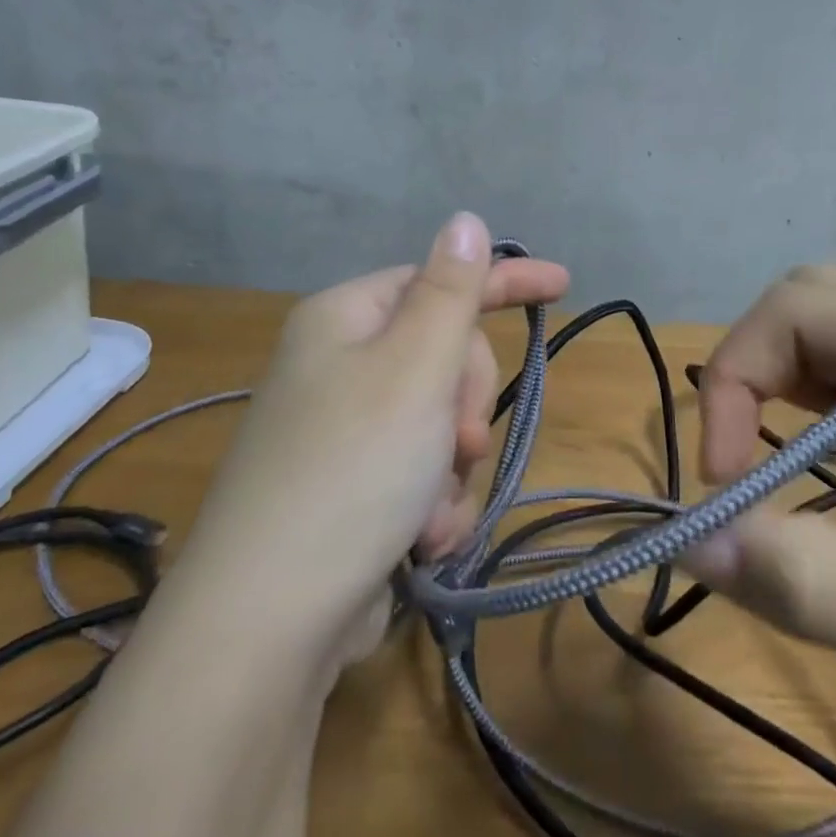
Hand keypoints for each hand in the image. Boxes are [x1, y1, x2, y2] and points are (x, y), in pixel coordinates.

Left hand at [7, 216, 565, 836]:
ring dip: (453, 469)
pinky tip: (420, 542)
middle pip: (444, 357)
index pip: (439, 279)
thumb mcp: (414, 366)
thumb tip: (465, 220)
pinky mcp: (354, 490)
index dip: (504, 281)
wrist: (271, 616)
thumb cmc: (353, 467)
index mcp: (345, 319)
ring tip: (428, 511)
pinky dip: (434, 507)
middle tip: (457, 441)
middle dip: (464, 404)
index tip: (563, 285)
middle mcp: (339, 366)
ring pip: (442, 425)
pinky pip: (423, 476)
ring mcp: (345, 432)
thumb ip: (450, 290)